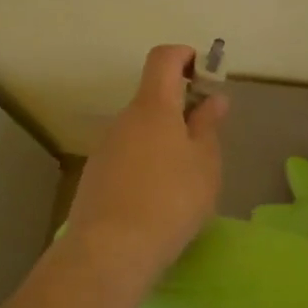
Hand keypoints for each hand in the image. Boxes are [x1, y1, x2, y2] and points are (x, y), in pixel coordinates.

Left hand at [63, 45, 229, 289]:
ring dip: (163, 139)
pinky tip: (158, 198)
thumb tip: (212, 99)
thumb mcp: (205, 164)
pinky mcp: (95, 175)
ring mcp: (105, 147)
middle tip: (205, 140)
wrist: (110, 251)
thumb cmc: (170, 200)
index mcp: (153, 106)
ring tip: (185, 178)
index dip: (184, 56)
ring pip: (140, 130)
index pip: (163, 58)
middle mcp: (124, 119)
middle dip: (180, 109)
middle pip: (153, 98)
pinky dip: (146, 162)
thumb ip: (208, 127)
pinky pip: (126, 156)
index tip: (204, 75)